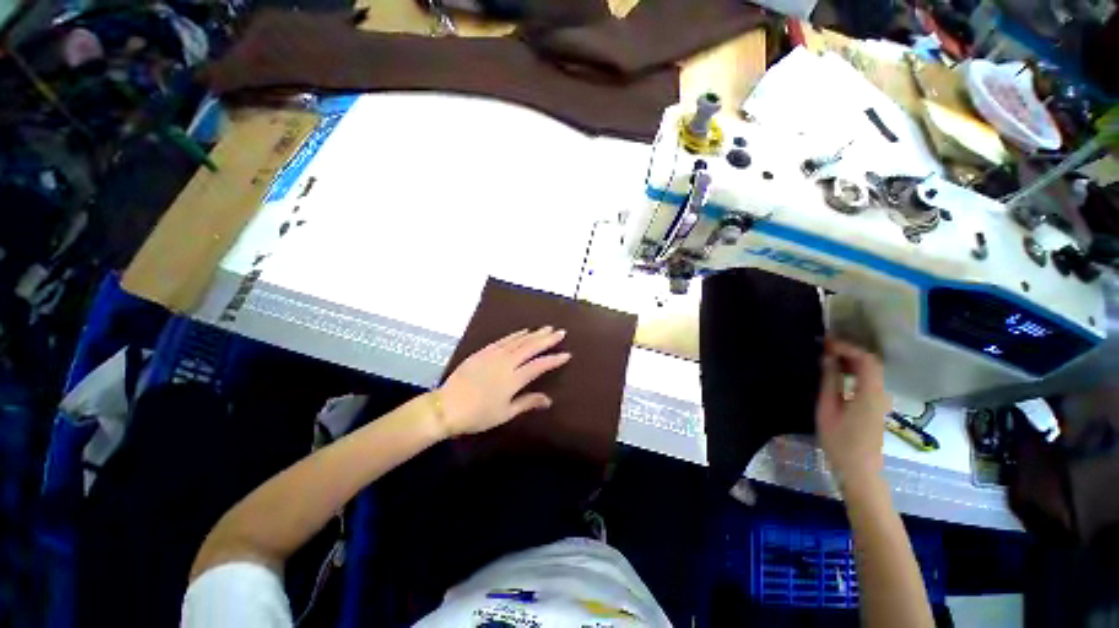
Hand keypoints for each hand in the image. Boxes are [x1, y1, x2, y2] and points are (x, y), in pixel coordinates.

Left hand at [437, 327, 570, 436]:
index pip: (539, 365)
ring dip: (534, 334)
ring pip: (518, 341)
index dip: (554, 359)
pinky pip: (503, 340)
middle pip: (531, 347)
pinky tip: (523, 331)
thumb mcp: (505, 413)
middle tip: (560, 332)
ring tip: (546, 328)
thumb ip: (528, 403)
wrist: (446, 407)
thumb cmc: (477, 415)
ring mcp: (494, 355)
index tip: (567, 354)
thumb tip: (549, 400)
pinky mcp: (483, 352)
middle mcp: (506, 363)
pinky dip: (515, 334)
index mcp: (513, 379)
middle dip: (547, 339)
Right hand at [815, 338, 890, 483]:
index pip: (866, 360)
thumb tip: (827, 358)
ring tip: (827, 356)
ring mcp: (881, 399)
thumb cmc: (840, 441)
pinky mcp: (877, 405)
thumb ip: (829, 382)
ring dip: (852, 359)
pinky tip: (838, 372)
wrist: (859, 469)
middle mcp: (881, 393)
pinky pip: (869, 379)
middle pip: (872, 363)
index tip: (825, 343)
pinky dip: (855, 370)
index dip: (847, 347)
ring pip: (872, 370)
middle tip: (824, 347)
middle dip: (849, 350)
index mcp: (869, 393)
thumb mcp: (827, 409)